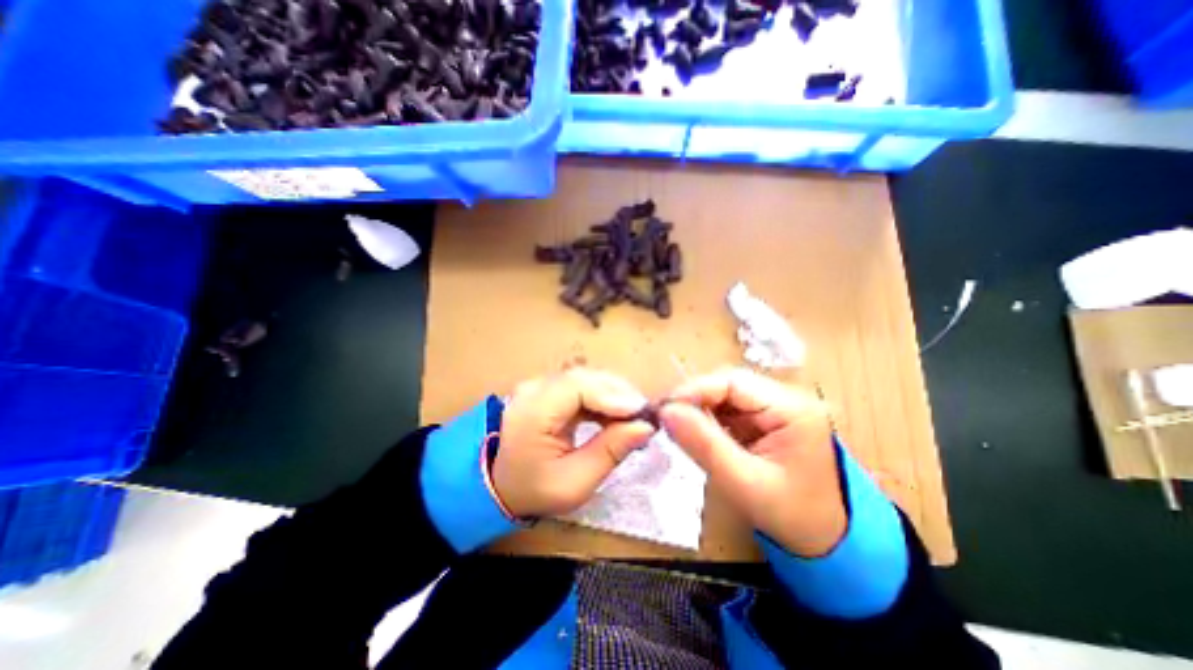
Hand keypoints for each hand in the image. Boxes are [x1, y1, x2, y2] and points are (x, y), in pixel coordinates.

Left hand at [492, 366, 651, 516]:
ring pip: (585, 378)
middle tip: (644, 414)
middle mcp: (534, 389)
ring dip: (613, 393)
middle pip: (584, 377)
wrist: (497, 484)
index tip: (642, 412)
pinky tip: (615, 414)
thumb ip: (610, 451)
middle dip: (619, 392)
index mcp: (534, 412)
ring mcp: (539, 386)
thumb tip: (644, 427)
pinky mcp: (547, 390)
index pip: (578, 387)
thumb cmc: (533, 490)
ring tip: (633, 416)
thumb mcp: (574, 482)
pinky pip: (580, 386)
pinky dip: (602, 397)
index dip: (613, 395)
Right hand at [662, 370, 847, 557]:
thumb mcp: (744, 483)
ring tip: (676, 424)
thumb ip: (704, 445)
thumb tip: (666, 412)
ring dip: (699, 406)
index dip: (695, 390)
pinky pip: (729, 408)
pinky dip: (708, 417)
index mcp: (792, 409)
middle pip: (728, 384)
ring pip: (725, 394)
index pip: (733, 382)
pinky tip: (696, 431)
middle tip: (665, 417)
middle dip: (694, 398)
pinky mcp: (766, 419)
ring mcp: (777, 407)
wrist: (827, 542)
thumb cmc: (791, 516)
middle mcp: (786, 399)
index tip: (664, 409)